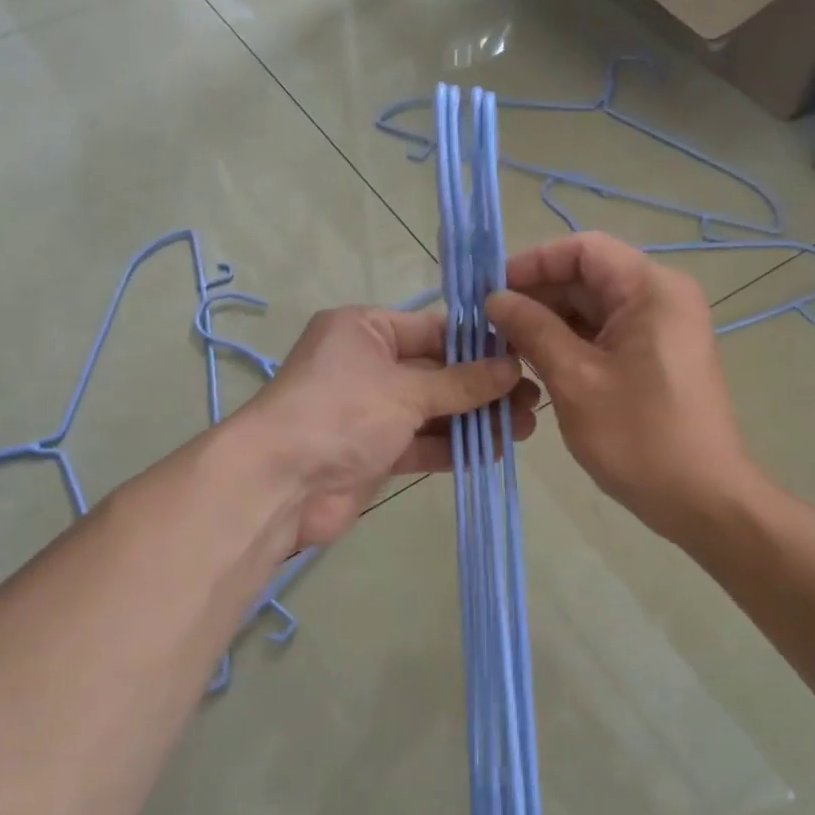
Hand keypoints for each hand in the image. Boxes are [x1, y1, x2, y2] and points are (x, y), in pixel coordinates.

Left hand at [242, 306, 538, 547]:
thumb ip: (462, 383)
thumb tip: (512, 369)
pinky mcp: (374, 452)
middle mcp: (366, 364)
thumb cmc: (341, 413)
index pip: (434, 329)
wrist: (280, 485)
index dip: (480, 345)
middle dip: (484, 387)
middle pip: (437, 371)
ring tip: (526, 427)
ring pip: (432, 410)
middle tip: (534, 398)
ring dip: (475, 419)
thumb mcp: (405, 390)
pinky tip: (494, 451)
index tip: (525, 356)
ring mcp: (369, 411)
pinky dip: (453, 447)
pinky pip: (421, 443)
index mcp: (364, 330)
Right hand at [486, 233, 747, 542]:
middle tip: (489, 326)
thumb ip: (532, 329)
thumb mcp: (574, 379)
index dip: (533, 263)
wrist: (702, 499)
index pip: (583, 249)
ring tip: (505, 348)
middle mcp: (662, 297)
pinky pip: (608, 334)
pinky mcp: (658, 357)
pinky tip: (537, 365)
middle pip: (588, 277)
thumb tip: (495, 299)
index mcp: (650, 289)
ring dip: (550, 323)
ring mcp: (663, 328)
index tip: (491, 291)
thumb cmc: (638, 436)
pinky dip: (572, 343)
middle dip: (537, 296)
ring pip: (595, 308)